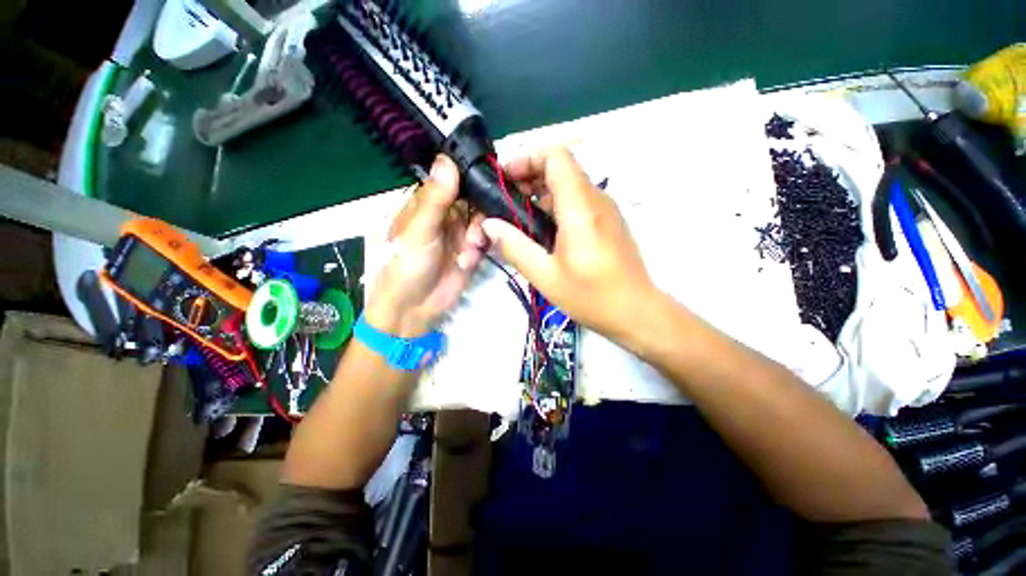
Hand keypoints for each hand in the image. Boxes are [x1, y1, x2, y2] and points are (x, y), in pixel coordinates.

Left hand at [366, 155, 486, 337]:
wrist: (413, 309)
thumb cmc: (405, 266)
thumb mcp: (418, 230)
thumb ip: (435, 198)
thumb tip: (446, 158)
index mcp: (426, 204)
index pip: (452, 181)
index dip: (470, 179)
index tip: (488, 181)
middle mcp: (445, 215)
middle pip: (473, 201)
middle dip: (479, 215)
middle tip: (475, 232)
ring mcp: (459, 234)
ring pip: (482, 222)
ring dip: (479, 235)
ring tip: (469, 252)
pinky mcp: (470, 252)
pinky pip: (484, 242)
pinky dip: (478, 251)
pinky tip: (467, 262)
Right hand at [482, 147, 655, 339]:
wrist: (636, 311)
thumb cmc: (591, 296)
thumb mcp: (545, 276)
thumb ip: (515, 247)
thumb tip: (490, 225)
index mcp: (580, 208)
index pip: (556, 157)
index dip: (527, 158)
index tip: (505, 178)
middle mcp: (596, 200)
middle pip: (561, 168)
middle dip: (529, 177)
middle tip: (506, 201)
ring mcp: (606, 209)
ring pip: (569, 184)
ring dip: (541, 193)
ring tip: (520, 218)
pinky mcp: (608, 221)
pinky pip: (578, 200)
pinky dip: (556, 205)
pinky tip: (543, 230)